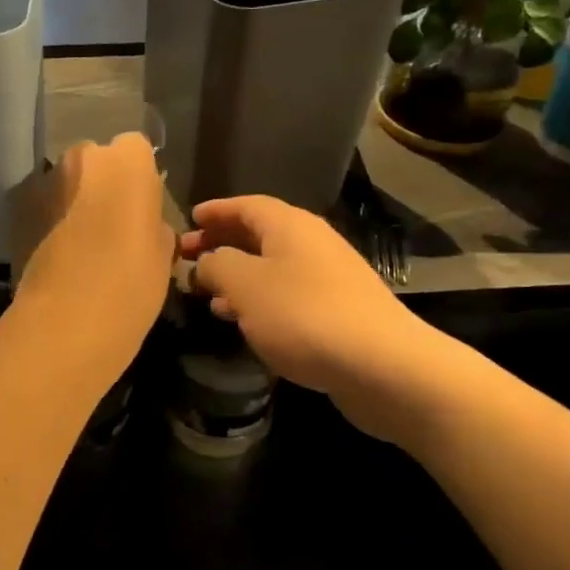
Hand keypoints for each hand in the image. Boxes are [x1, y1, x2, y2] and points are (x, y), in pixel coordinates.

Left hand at [15, 134, 174, 358]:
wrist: (66, 320)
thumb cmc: (131, 283)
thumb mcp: (162, 253)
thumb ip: (154, 222)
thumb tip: (144, 221)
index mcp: (127, 161)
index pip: (137, 148)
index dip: (139, 177)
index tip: (141, 207)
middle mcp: (82, 157)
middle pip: (96, 160)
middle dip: (102, 182)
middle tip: (112, 222)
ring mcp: (45, 181)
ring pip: (66, 181)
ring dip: (73, 200)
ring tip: (82, 241)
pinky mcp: (17, 208)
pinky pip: (42, 204)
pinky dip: (49, 219)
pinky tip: (58, 251)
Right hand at [181, 195, 441, 436]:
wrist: (381, 365)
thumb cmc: (302, 314)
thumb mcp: (244, 285)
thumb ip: (216, 265)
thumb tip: (205, 261)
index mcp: (289, 225)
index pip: (245, 205)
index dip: (215, 211)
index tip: (189, 220)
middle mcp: (312, 242)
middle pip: (259, 234)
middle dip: (222, 244)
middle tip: (188, 258)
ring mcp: (329, 277)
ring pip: (272, 267)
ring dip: (238, 276)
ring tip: (208, 295)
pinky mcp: (339, 311)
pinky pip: (288, 294)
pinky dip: (261, 300)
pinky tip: (246, 322)